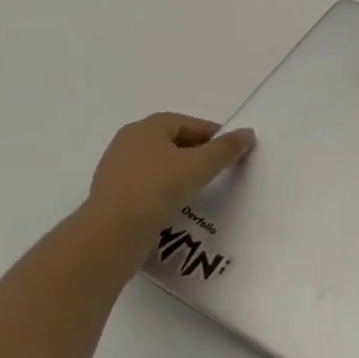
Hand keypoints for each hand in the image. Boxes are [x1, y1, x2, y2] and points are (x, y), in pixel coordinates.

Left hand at [86, 113, 255, 232]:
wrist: (111, 234)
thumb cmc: (158, 188)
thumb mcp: (201, 165)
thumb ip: (226, 148)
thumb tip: (248, 133)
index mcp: (147, 127)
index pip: (188, 123)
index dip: (213, 135)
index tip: (231, 151)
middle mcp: (127, 142)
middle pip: (171, 142)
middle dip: (196, 153)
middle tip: (217, 169)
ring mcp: (115, 170)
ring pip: (157, 165)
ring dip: (179, 173)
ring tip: (199, 189)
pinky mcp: (110, 196)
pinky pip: (145, 186)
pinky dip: (162, 191)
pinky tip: (175, 206)